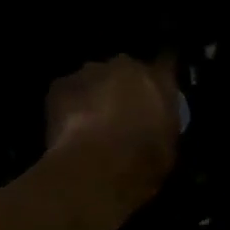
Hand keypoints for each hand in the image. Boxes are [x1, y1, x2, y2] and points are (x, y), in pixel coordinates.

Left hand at [45, 55, 179, 202]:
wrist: (97, 167)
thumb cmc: (144, 160)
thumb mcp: (169, 144)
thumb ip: (163, 122)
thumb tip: (156, 121)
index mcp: (158, 78)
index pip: (166, 62)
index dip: (161, 72)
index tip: (158, 85)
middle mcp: (125, 65)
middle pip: (125, 69)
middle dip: (124, 85)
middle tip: (122, 111)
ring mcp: (89, 72)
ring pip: (94, 79)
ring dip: (95, 94)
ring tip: (92, 122)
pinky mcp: (60, 86)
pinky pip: (68, 92)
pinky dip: (69, 106)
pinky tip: (71, 129)